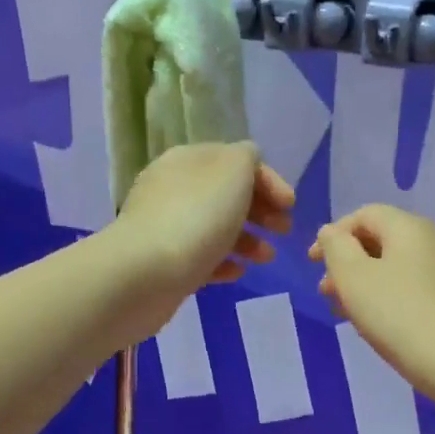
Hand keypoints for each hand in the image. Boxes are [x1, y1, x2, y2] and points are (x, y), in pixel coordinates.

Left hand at [115, 140, 293, 304]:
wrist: (144, 273)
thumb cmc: (197, 217)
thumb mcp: (233, 172)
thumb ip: (247, 159)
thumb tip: (248, 163)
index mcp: (189, 160)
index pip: (236, 160)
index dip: (269, 180)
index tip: (290, 206)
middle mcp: (174, 187)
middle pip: (226, 194)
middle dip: (260, 211)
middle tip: (282, 231)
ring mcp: (165, 226)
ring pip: (215, 227)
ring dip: (247, 240)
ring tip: (265, 258)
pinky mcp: (164, 263)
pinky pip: (200, 257)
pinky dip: (223, 262)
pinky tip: (237, 272)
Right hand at [310, 204, 434, 390]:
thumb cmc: (396, 312)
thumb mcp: (353, 276)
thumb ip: (335, 247)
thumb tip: (331, 233)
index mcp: (408, 227)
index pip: (364, 214)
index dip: (333, 234)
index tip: (313, 263)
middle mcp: (431, 240)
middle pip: (379, 239)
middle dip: (346, 262)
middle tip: (325, 291)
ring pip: (392, 267)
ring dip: (361, 283)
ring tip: (343, 311)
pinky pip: (408, 287)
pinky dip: (383, 296)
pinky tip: (372, 323)